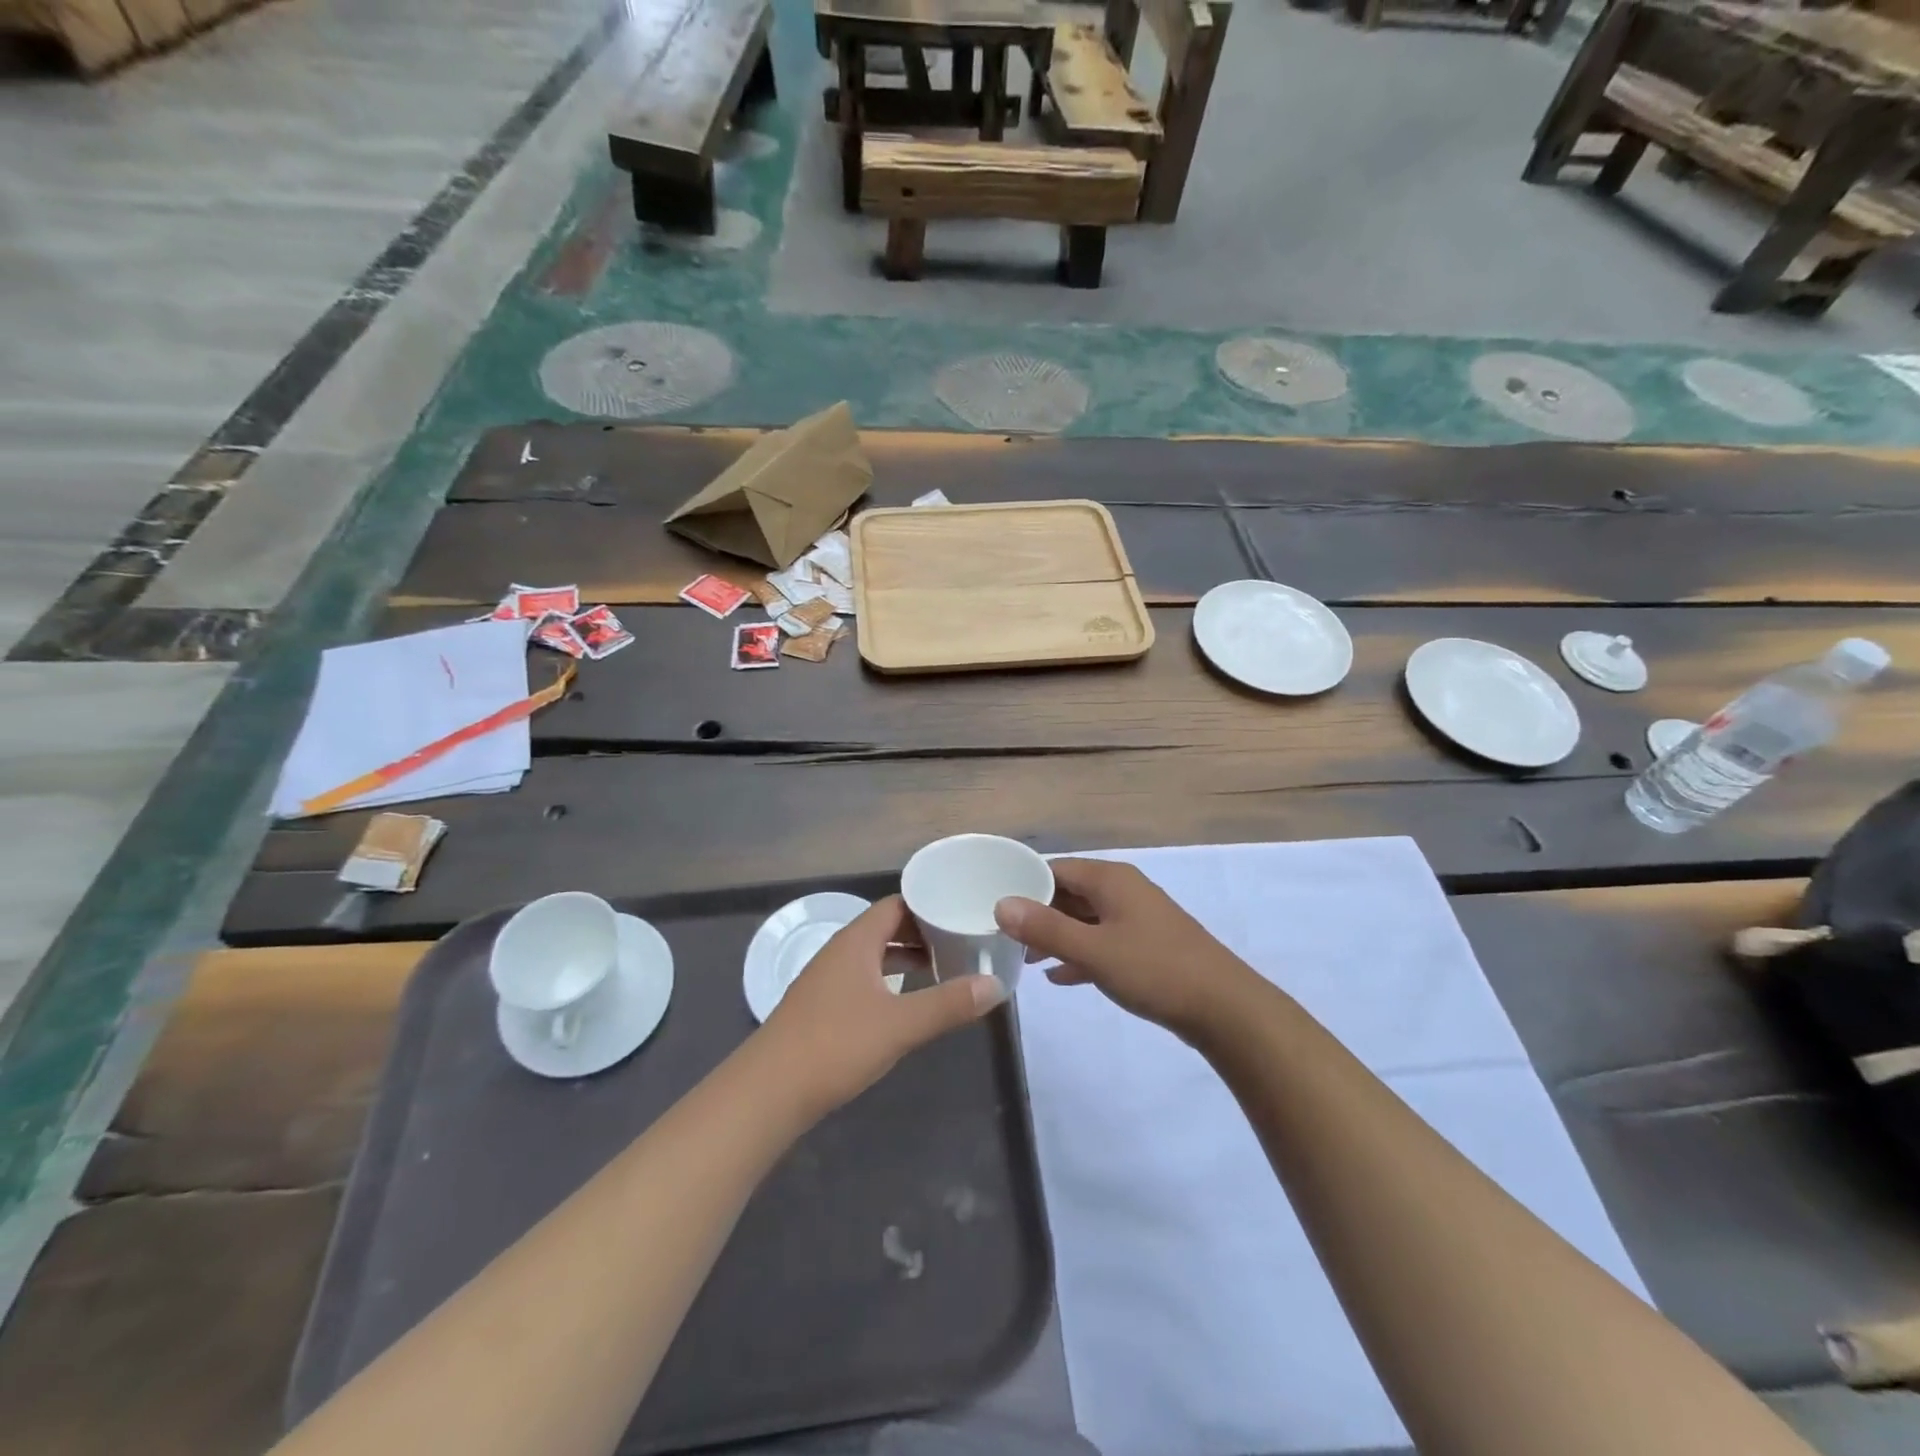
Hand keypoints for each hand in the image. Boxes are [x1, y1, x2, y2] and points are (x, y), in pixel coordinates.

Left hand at [764, 896, 1005, 1114]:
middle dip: (923, 933)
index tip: (963, 913)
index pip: (897, 905)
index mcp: (856, 941)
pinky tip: (906, 1001)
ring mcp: (828, 979)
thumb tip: (996, 985)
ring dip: (906, 958)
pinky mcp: (822, 1006)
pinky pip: (864, 977)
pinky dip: (889, 980)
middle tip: (963, 942)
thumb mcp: (900, 1025)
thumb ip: (948, 1003)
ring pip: (874, 955)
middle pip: (886, 927)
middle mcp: (840, 951)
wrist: (769, 1091)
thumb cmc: (836, 1045)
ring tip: (943, 969)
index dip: (930, 906)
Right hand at [994, 857, 1254, 1036]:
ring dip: (1057, 936)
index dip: (1023, 884)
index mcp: (1110, 880)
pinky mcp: (1146, 946)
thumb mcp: (1093, 950)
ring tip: (1026, 959)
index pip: (1054, 869)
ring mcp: (1137, 918)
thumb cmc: (1154, 970)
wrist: (1224, 1008)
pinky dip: (1080, 954)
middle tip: (1004, 936)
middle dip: (1037, 913)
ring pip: (1085, 919)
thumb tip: (1002, 904)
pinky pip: (1102, 942)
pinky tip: (1059, 977)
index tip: (993, 905)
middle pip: (1069, 893)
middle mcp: (1123, 890)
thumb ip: (1046, 928)